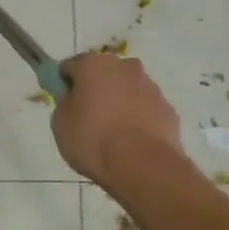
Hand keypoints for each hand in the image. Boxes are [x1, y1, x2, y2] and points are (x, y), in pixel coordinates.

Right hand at [51, 52, 184, 188]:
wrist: (142, 165)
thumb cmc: (93, 139)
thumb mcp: (60, 123)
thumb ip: (66, 104)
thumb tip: (74, 101)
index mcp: (94, 64)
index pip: (72, 65)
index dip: (65, 83)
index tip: (63, 101)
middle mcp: (125, 67)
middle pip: (105, 73)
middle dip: (97, 88)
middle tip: (88, 116)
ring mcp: (151, 87)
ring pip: (128, 89)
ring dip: (120, 102)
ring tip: (113, 134)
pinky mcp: (168, 109)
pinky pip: (146, 109)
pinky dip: (138, 119)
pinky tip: (132, 142)